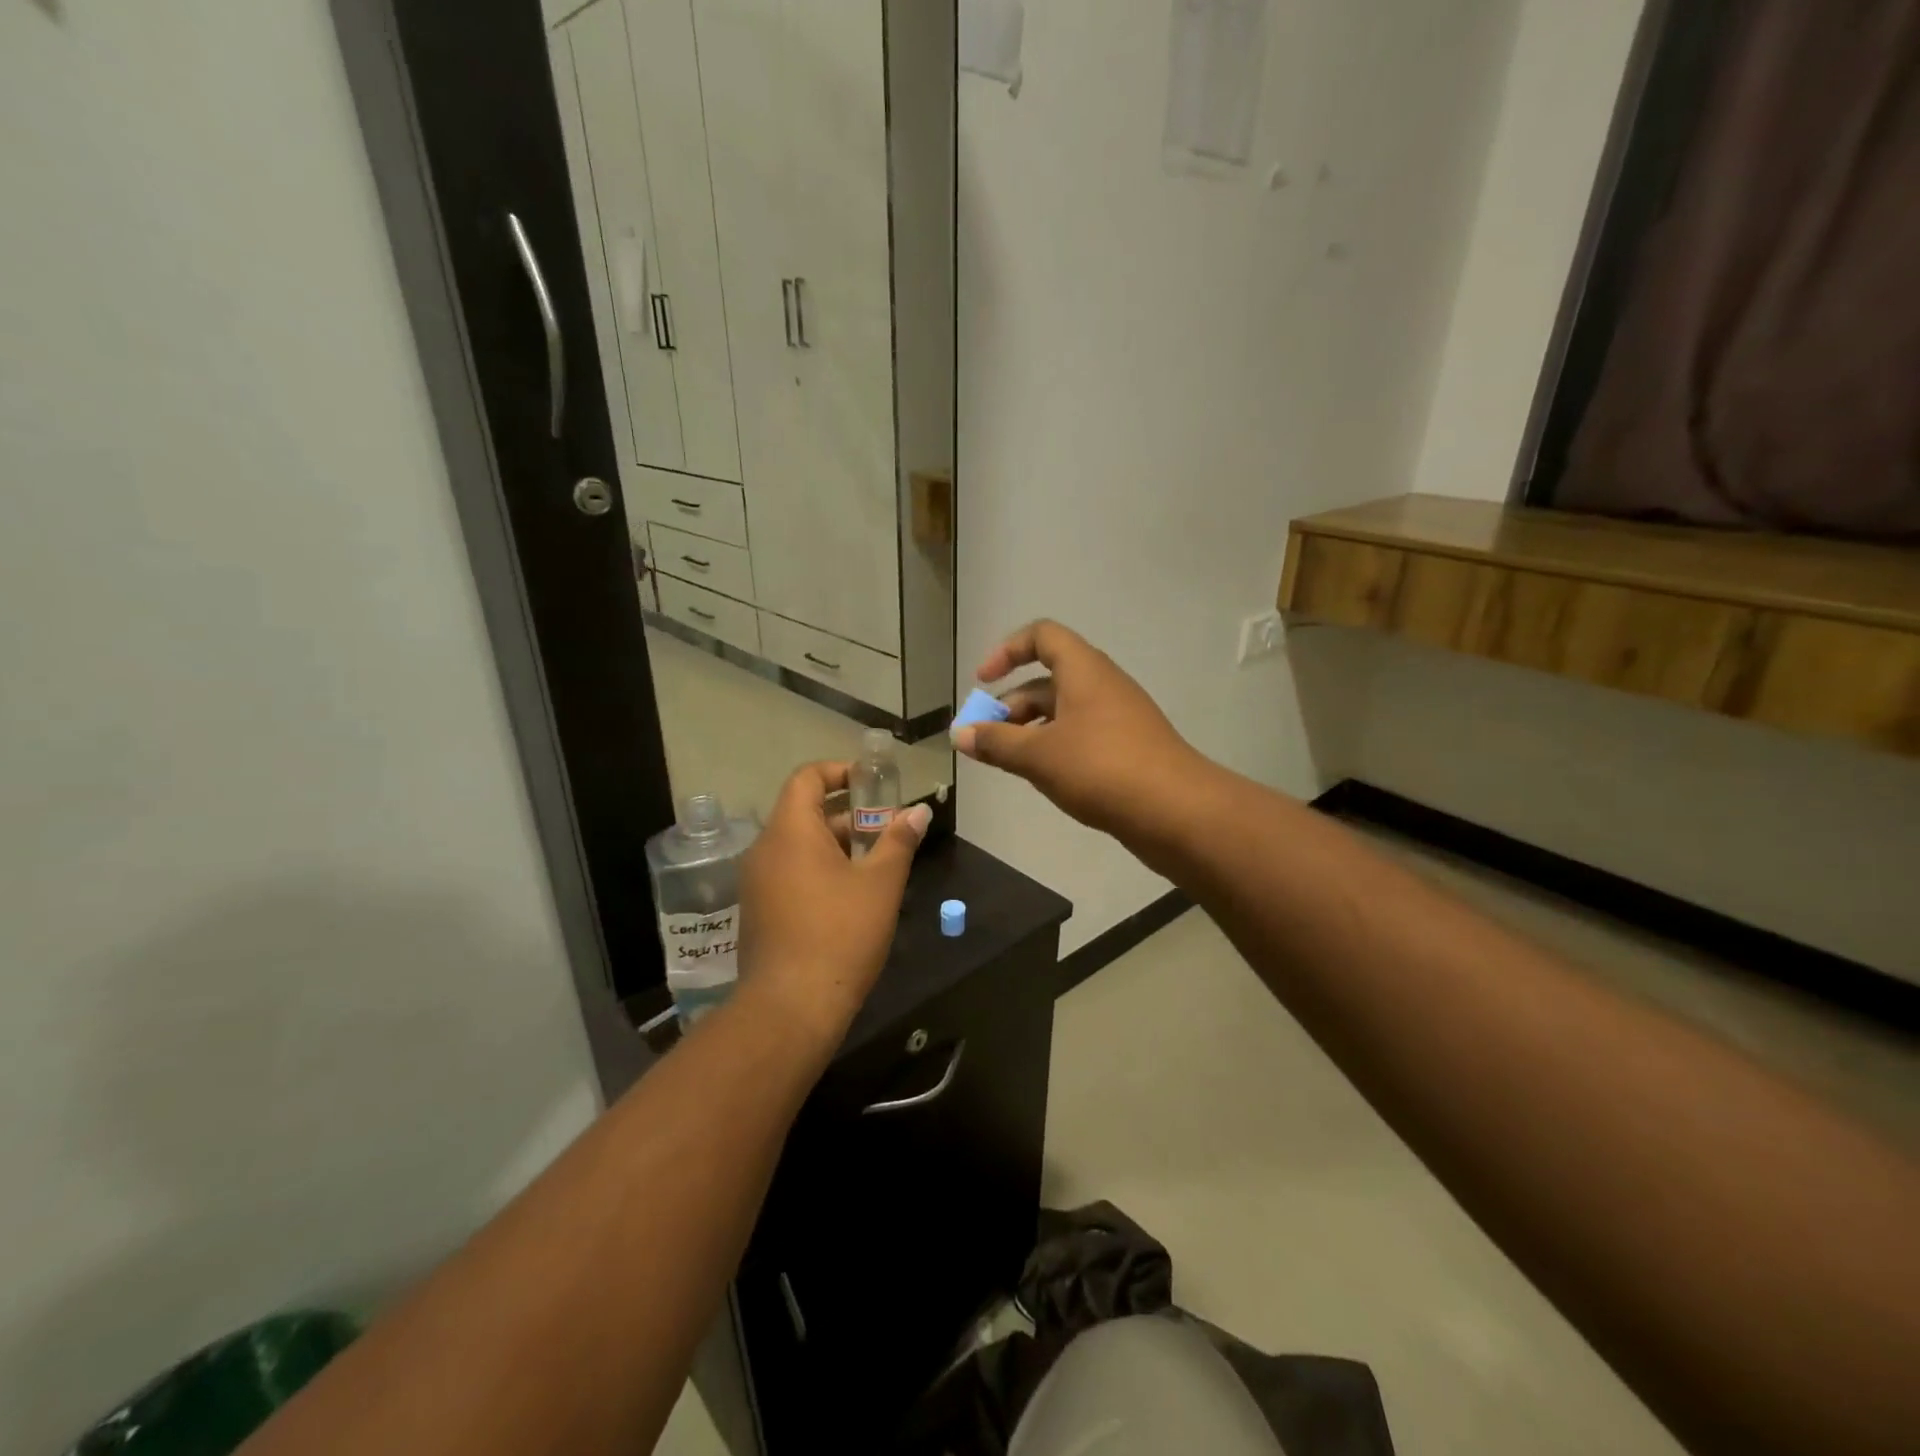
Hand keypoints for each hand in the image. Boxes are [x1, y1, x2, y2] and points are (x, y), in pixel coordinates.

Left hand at [736, 761, 931, 1043]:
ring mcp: (756, 882)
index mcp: (790, 831)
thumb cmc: (840, 934)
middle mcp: (765, 849)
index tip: (872, 785)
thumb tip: (918, 811)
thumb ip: (898, 841)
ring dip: (835, 845)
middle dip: (847, 814)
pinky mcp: (758, 911)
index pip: (807, 777)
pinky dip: (818, 870)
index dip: (840, 771)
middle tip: (886, 830)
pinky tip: (850, 897)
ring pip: (798, 845)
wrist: (790, 1007)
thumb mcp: (880, 884)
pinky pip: (789, 872)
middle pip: (804, 812)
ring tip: (876, 865)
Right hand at [954, 620, 1199, 839]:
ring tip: (1006, 762)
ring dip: (1030, 730)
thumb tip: (959, 734)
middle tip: (985, 739)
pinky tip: (1042, 778)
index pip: (1041, 636)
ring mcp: (1118, 717)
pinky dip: (1055, 747)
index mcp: (1083, 670)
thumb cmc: (1100, 768)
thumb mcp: (1038, 755)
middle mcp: (1102, 685)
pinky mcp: (1127, 748)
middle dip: (1010, 705)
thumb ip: (995, 742)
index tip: (982, 682)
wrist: (1176, 810)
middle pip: (1047, 679)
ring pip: (1063, 712)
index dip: (1007, 651)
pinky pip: (1081, 735)